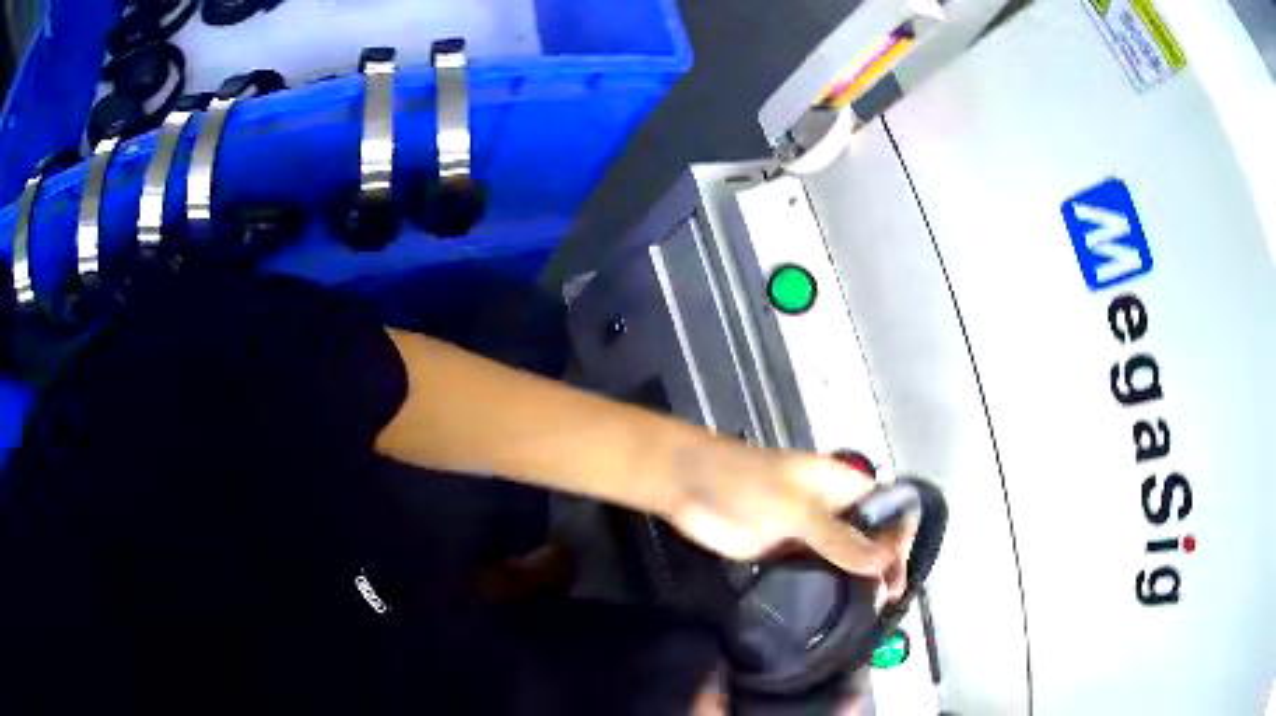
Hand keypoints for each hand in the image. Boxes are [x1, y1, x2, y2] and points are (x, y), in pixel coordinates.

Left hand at [657, 439, 914, 598]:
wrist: (689, 485)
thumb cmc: (746, 483)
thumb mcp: (796, 508)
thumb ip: (838, 537)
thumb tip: (884, 562)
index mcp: (842, 485)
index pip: (887, 508)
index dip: (899, 536)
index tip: (897, 572)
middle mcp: (831, 509)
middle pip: (870, 535)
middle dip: (882, 562)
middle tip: (885, 600)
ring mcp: (807, 532)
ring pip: (844, 555)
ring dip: (858, 578)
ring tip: (867, 611)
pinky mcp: (783, 552)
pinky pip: (816, 569)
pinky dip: (829, 585)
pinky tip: (835, 609)